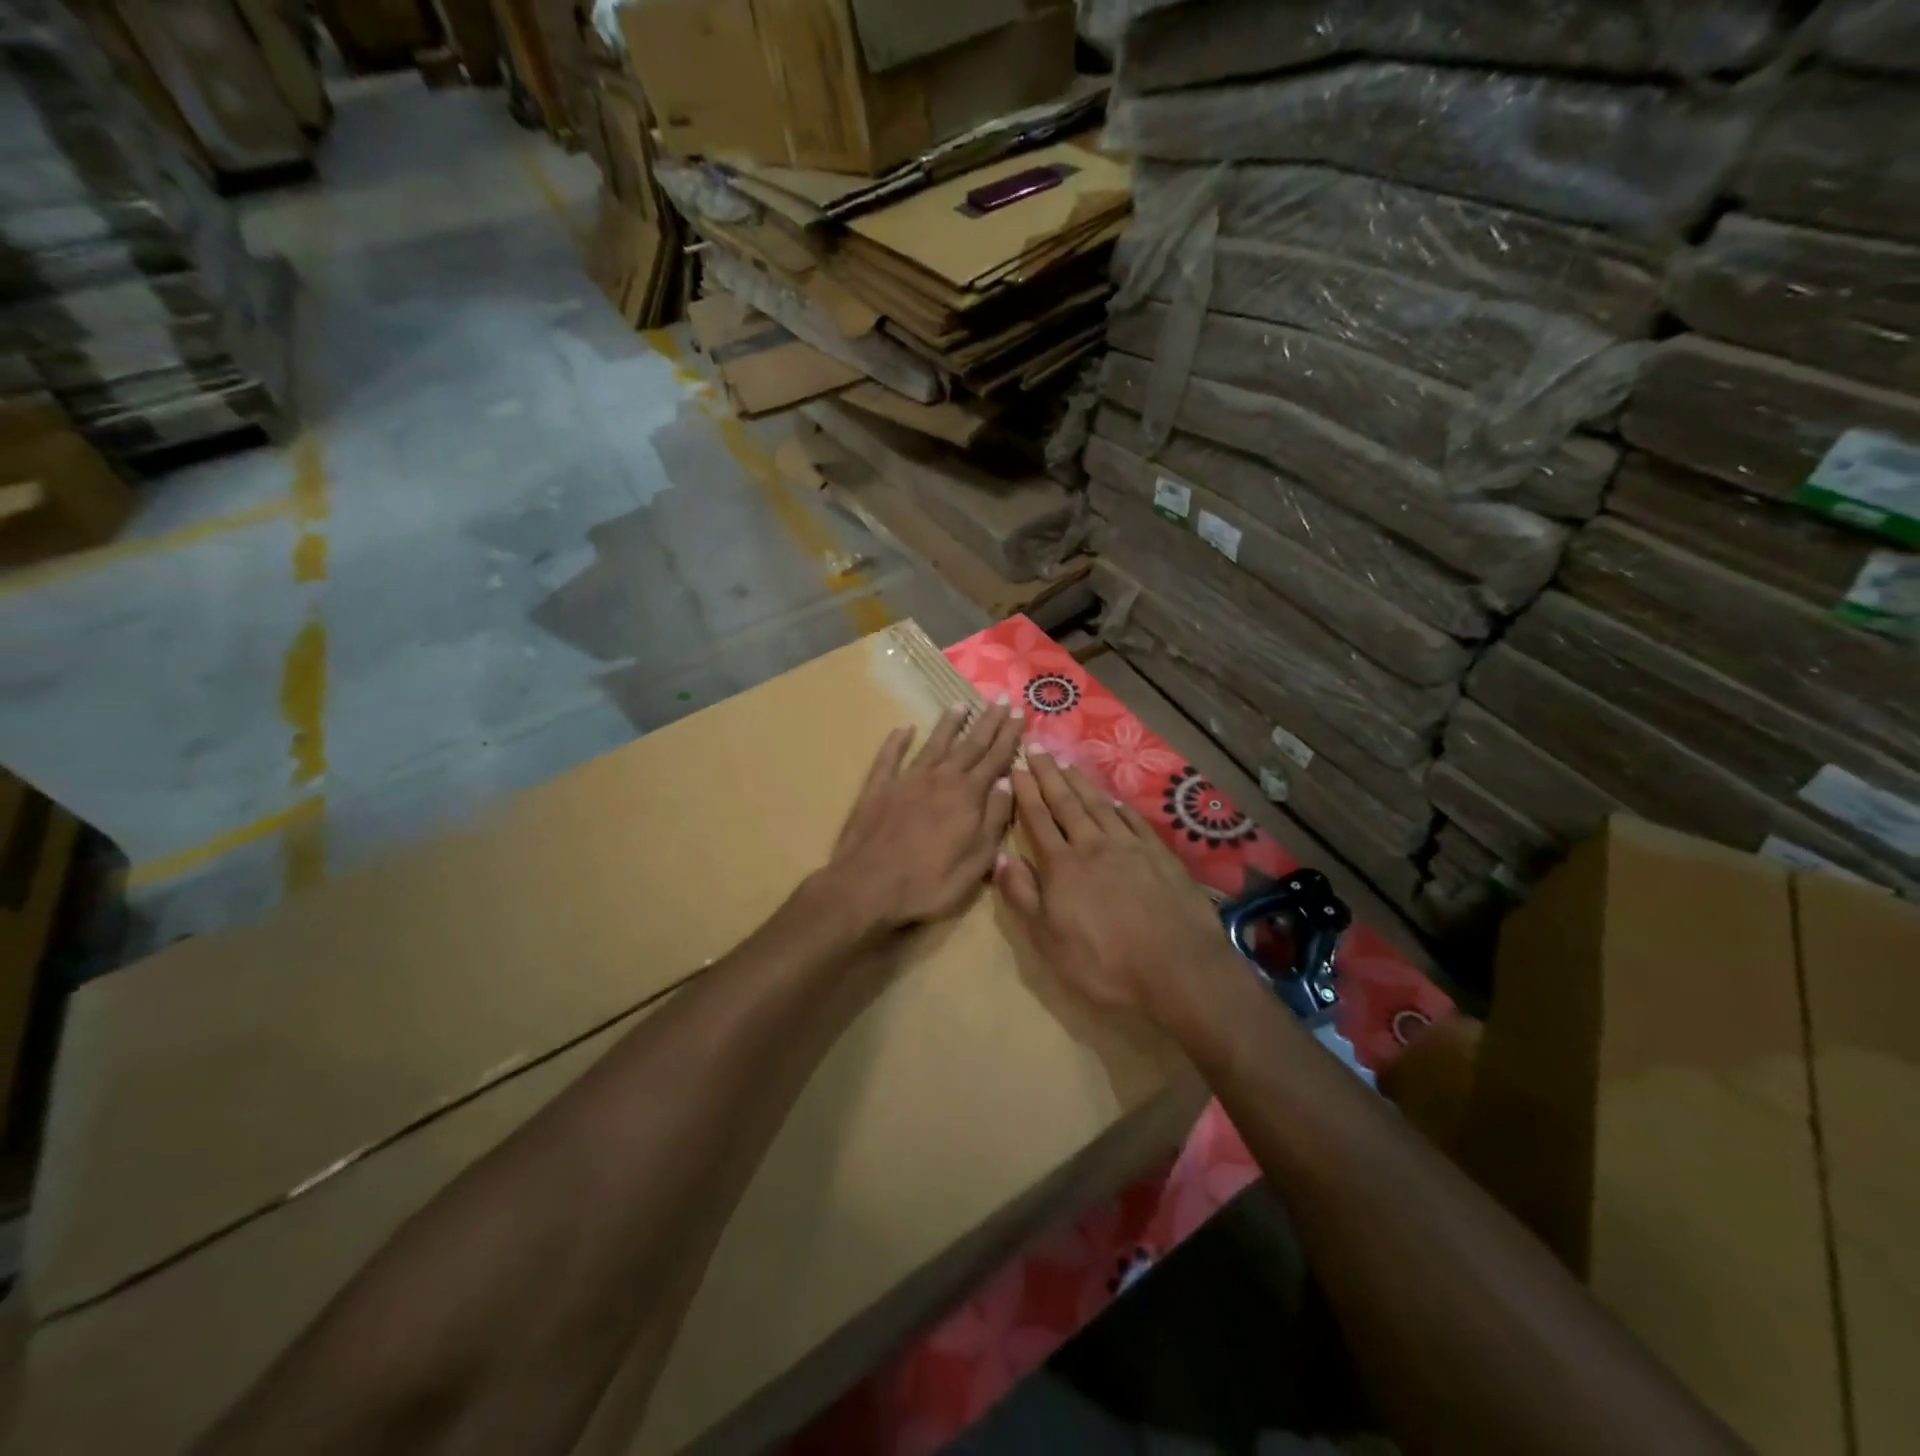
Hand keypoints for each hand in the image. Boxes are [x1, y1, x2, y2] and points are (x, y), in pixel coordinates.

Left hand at [818, 702, 1024, 933]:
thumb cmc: (928, 883)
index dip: (1009, 736)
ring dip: (948, 723)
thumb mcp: (976, 862)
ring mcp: (907, 780)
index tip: (1021, 712)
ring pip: (933, 744)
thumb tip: (1007, 783)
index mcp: (967, 797)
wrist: (867, 887)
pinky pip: (890, 757)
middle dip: (988, 722)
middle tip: (1001, 699)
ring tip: (961, 703)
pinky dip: (897, 740)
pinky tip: (904, 727)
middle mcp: (940, 779)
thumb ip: (994, 820)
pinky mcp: (878, 788)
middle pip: (969, 745)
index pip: (995, 758)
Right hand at [995, 749, 1240, 1022]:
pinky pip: (1134, 821)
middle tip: (1038, 747)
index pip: (1038, 819)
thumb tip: (1001, 857)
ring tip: (1067, 763)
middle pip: (1067, 803)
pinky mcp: (1160, 856)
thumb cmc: (1104, 963)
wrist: (1177, 968)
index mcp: (1062, 866)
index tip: (1017, 766)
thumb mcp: (1048, 940)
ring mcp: (1130, 847)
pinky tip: (1114, 798)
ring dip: (1081, 783)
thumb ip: (1022, 896)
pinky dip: (1119, 806)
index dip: (1026, 792)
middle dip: (1049, 774)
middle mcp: (1094, 846)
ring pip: (1099, 805)